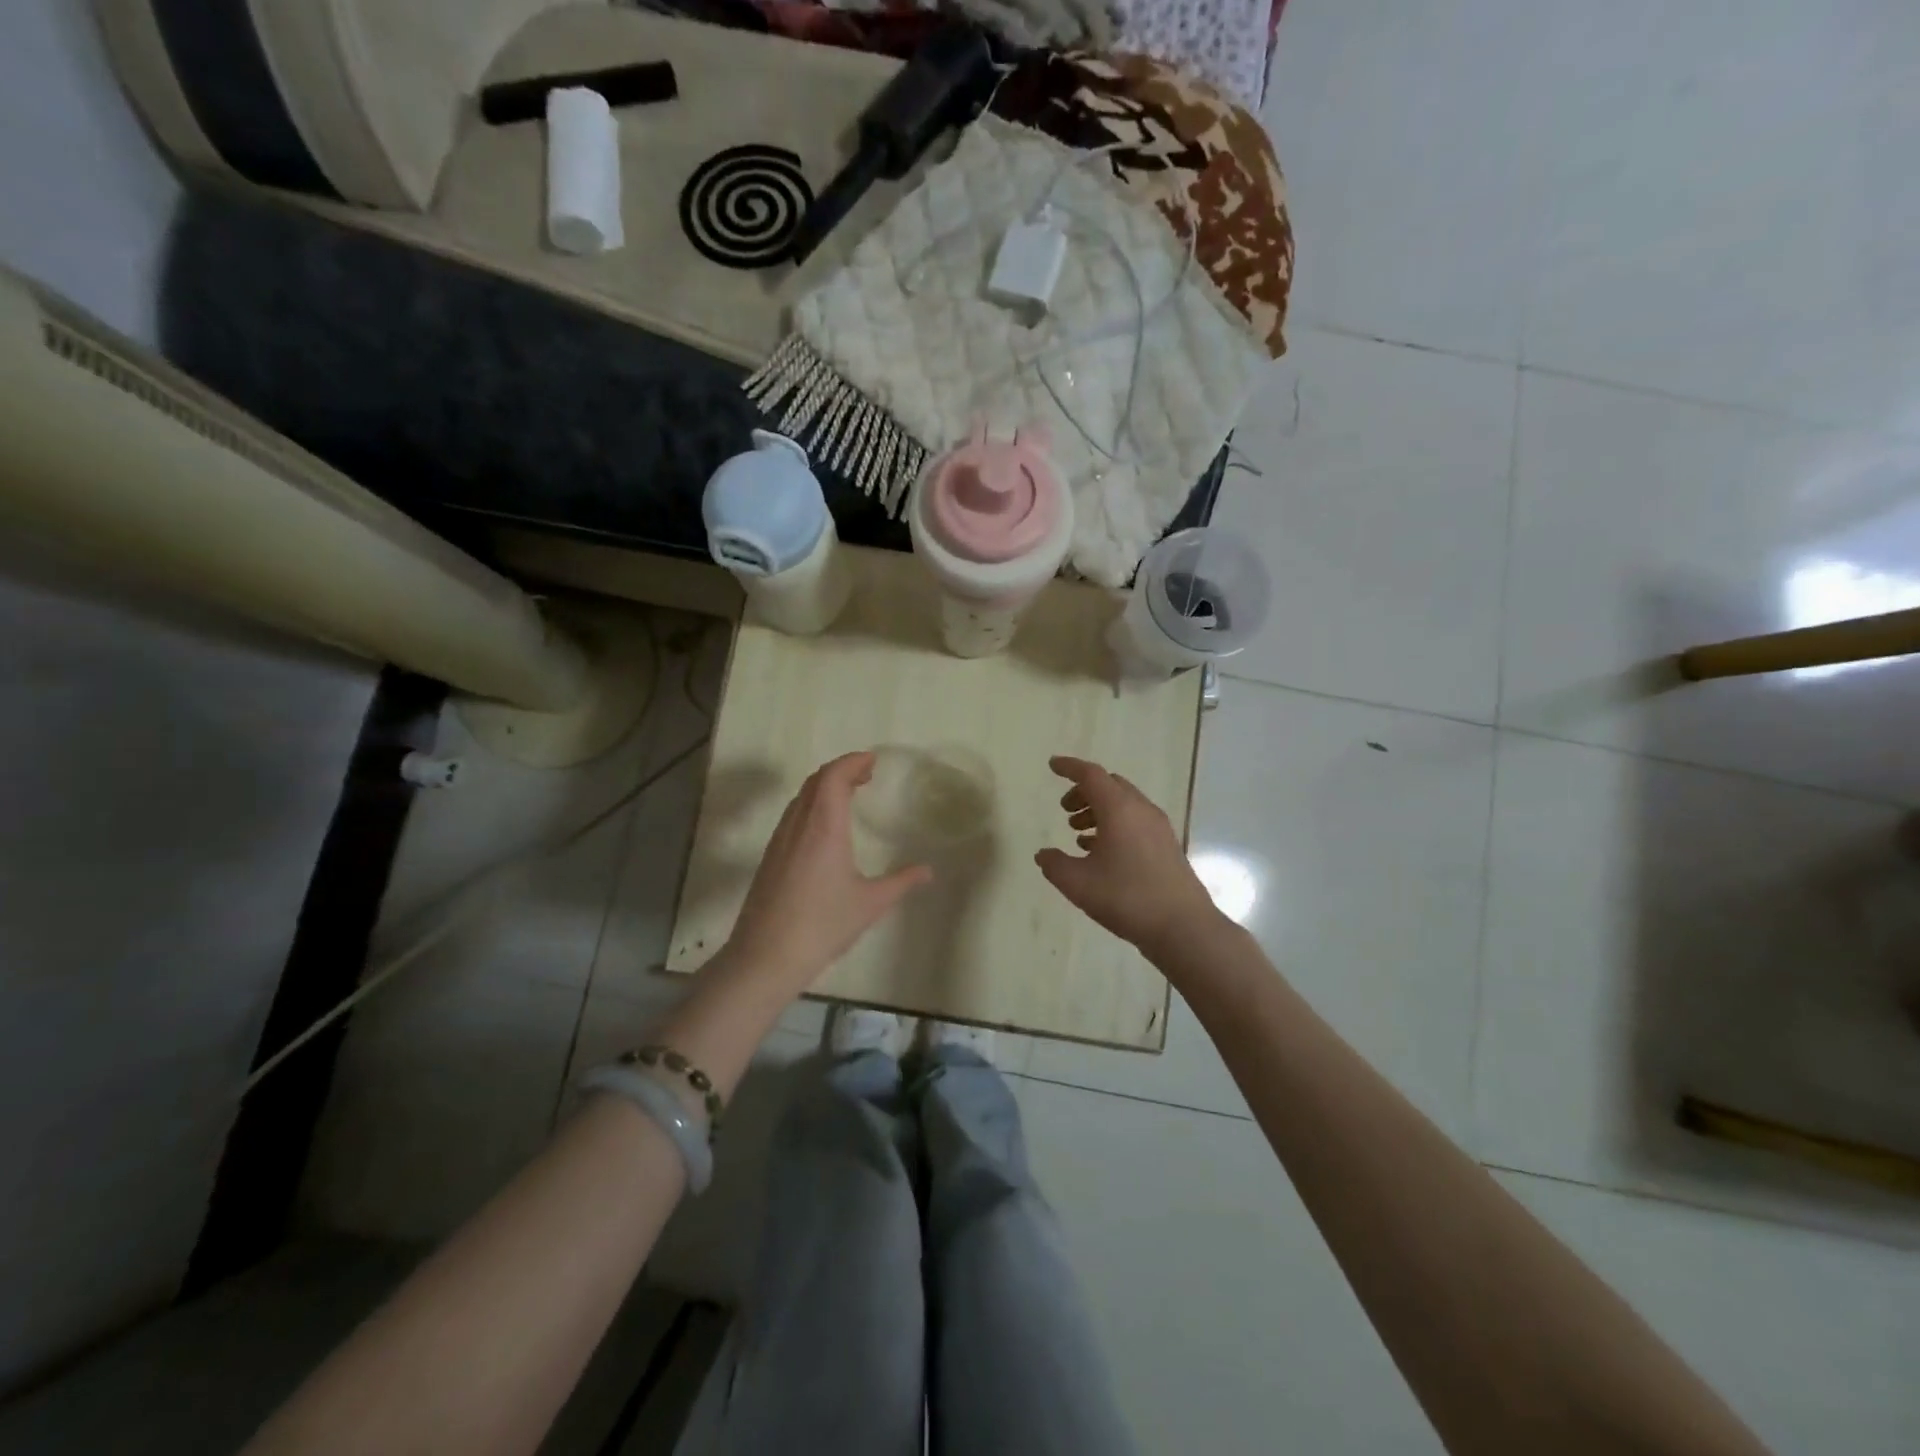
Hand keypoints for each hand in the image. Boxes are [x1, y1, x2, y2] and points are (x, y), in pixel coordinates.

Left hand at [725, 751, 932, 987]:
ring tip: (850, 795)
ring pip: (801, 797)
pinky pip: (793, 815)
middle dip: (841, 770)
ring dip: (825, 787)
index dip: (852, 761)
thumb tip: (928, 871)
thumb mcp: (870, 903)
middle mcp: (798, 825)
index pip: (834, 776)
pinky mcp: (770, 857)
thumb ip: (901, 882)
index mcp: (824, 827)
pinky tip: (825, 828)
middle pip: (816, 781)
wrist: (765, 957)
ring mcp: (780, 840)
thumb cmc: (823, 925)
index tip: (872, 760)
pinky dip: (813, 805)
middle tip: (867, 774)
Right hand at [1035, 755, 1217, 955]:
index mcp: (1119, 809)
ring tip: (1078, 833)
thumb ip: (1054, 864)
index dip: (1069, 768)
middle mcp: (1141, 810)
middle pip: (1110, 785)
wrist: (1183, 927)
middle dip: (1084, 791)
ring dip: (1099, 810)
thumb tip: (1043, 854)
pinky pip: (1135, 821)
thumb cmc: (1126, 898)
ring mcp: (1158, 828)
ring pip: (1124, 804)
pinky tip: (1100, 852)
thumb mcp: (1078, 883)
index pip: (1091, 775)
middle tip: (1065, 809)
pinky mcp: (1167, 846)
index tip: (1052, 765)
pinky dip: (1114, 825)